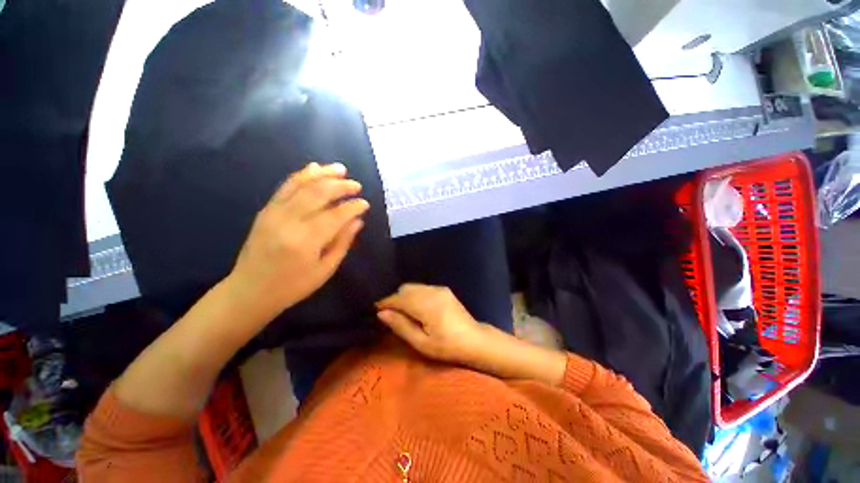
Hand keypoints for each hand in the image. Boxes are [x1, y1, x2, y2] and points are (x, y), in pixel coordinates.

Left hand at [226, 162, 368, 322]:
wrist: (250, 290)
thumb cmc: (293, 286)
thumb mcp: (325, 269)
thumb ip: (342, 242)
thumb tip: (357, 221)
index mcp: (306, 241)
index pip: (336, 215)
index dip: (353, 207)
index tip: (365, 203)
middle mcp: (288, 221)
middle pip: (318, 193)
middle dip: (341, 186)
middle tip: (356, 185)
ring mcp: (274, 212)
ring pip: (301, 184)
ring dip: (323, 173)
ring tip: (340, 169)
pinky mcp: (266, 210)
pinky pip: (285, 186)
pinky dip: (302, 175)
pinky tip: (314, 168)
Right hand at [376, 284, 486, 363]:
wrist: (474, 340)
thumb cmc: (447, 346)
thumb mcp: (422, 343)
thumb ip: (401, 326)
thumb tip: (381, 313)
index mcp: (426, 305)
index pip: (399, 298)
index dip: (385, 303)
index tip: (375, 310)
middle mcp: (432, 291)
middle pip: (405, 289)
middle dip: (395, 299)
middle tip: (390, 315)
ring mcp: (439, 288)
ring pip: (413, 287)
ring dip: (404, 296)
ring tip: (403, 313)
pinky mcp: (444, 289)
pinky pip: (423, 288)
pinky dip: (414, 295)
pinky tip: (416, 308)